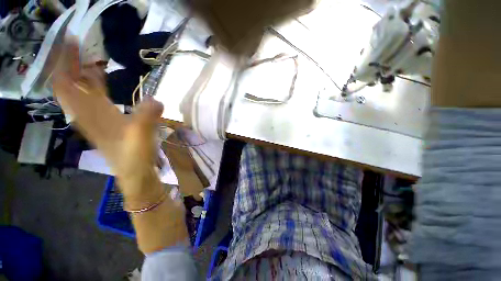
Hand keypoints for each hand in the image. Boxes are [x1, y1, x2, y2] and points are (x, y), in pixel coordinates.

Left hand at [53, 42, 164, 206]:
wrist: (137, 177)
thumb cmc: (135, 161)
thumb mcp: (141, 139)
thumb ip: (147, 118)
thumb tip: (156, 99)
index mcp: (93, 117)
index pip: (68, 86)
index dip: (65, 62)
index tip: (71, 41)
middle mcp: (90, 115)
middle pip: (72, 85)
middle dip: (71, 63)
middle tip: (79, 43)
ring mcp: (100, 119)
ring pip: (83, 91)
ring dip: (82, 73)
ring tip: (88, 55)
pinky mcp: (110, 123)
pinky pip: (96, 99)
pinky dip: (96, 85)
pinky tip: (102, 78)